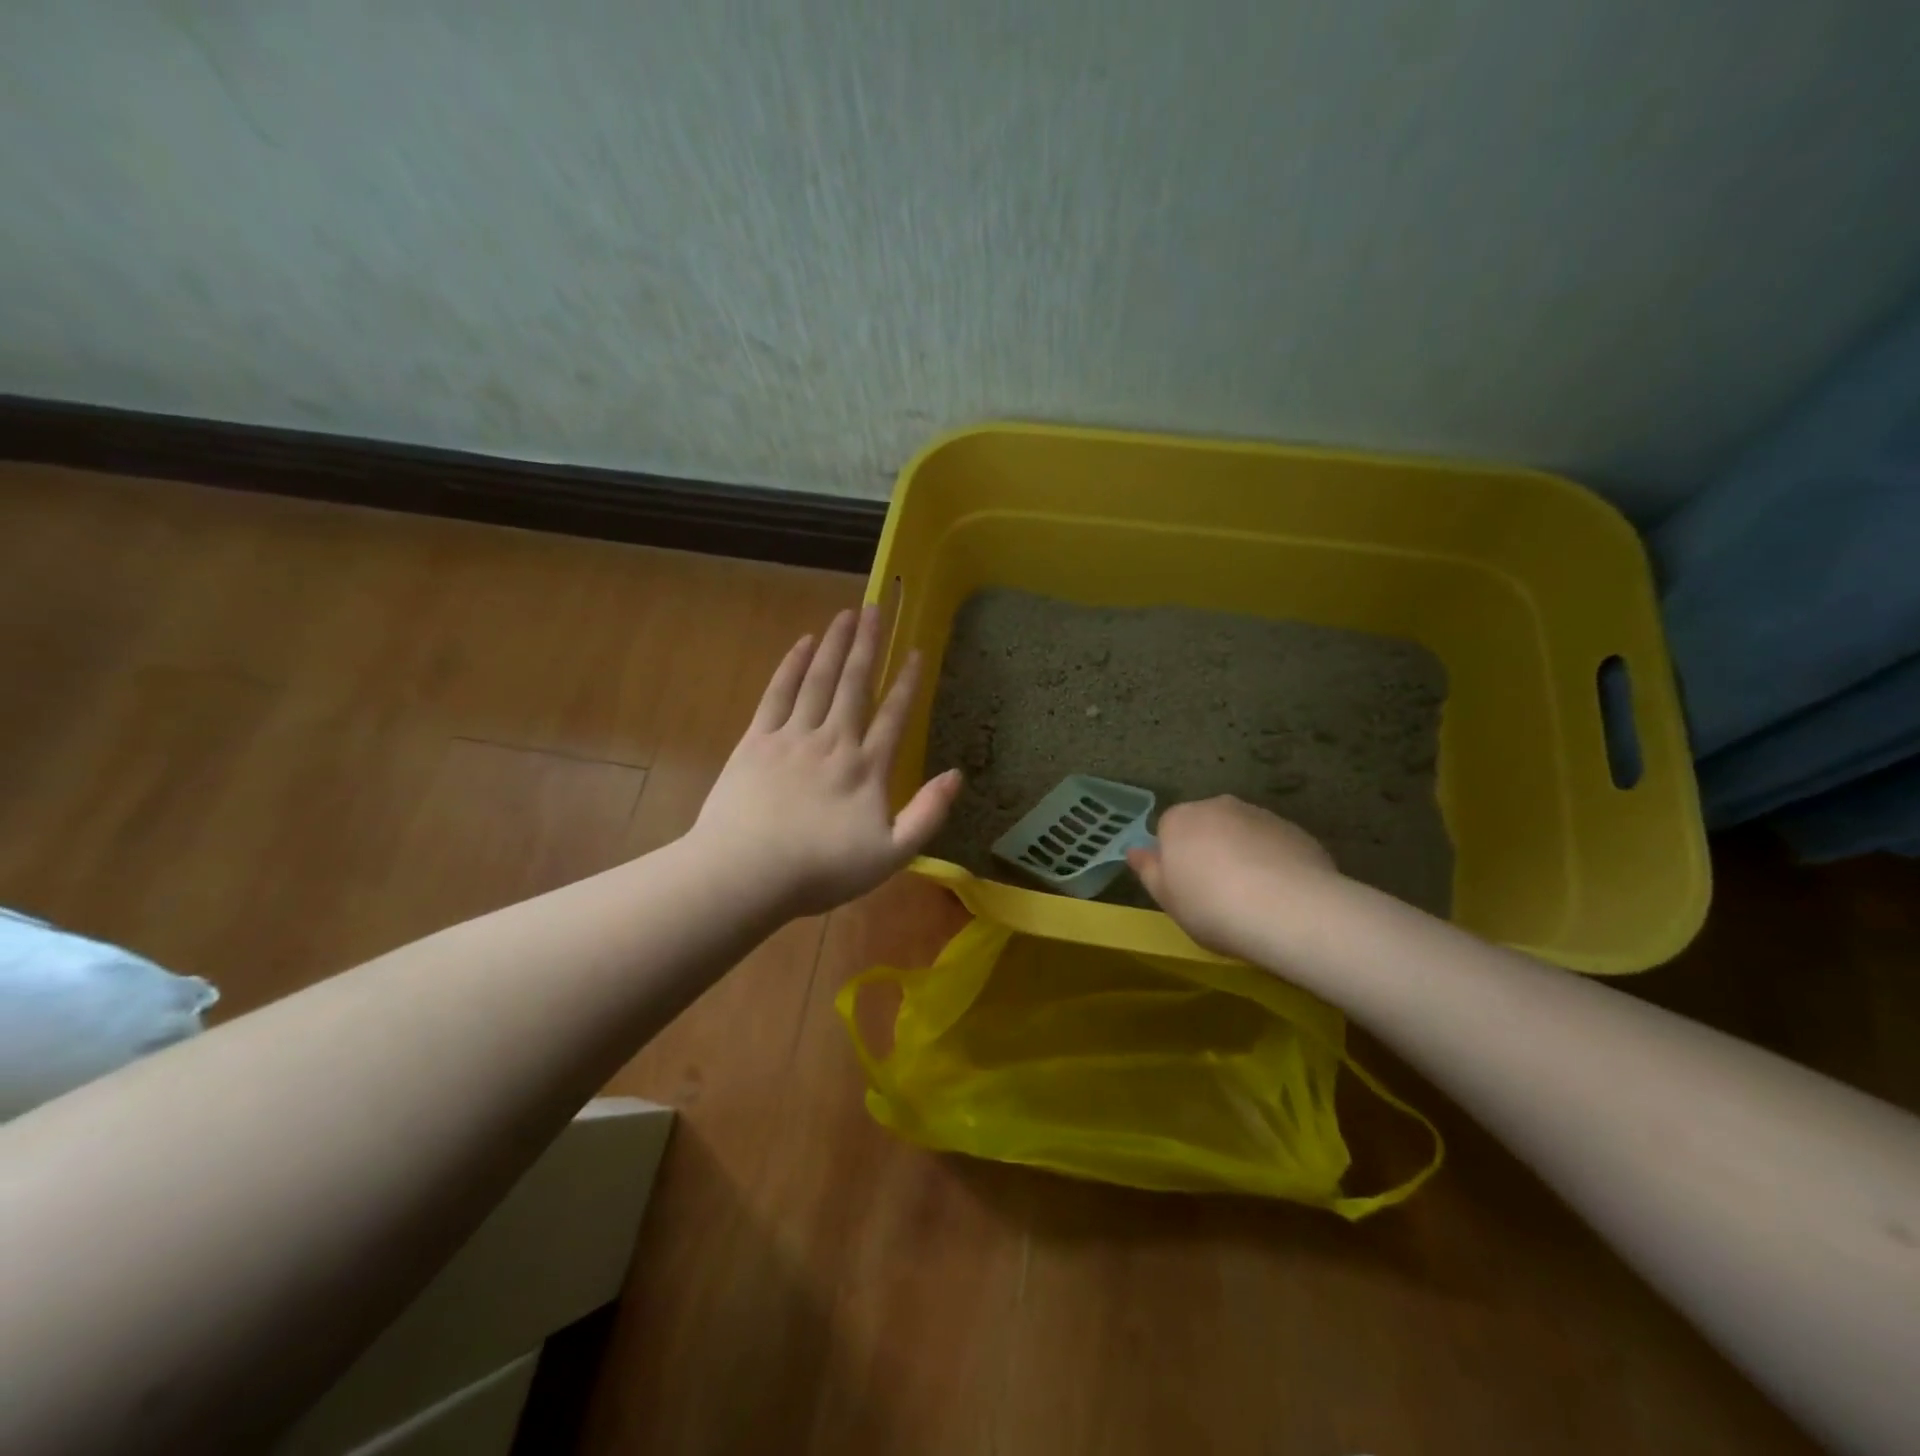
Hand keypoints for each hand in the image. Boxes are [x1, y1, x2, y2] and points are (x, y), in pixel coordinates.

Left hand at [691, 605, 961, 919]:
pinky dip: (791, 665)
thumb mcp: (891, 855)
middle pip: (854, 684)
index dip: (907, 682)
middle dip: (869, 644)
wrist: (746, 873)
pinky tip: (803, 644)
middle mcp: (833, 741)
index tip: (916, 651)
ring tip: (847, 614)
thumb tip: (957, 775)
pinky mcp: (756, 741)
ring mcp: (792, 737)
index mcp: (866, 768)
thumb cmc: (821, 870)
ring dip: (835, 644)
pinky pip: (778, 694)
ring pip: (818, 680)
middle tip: (877, 607)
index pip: (893, 716)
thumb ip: (927, 814)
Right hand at [1128, 797, 1338, 956]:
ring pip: (1241, 832)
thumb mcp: (1168, 899)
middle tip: (1217, 892)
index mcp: (1180, 819)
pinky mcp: (1295, 830)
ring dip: (1242, 854)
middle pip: (1206, 825)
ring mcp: (1260, 815)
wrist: (1289, 911)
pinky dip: (1272, 861)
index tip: (1185, 888)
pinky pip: (1273, 844)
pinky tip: (1280, 894)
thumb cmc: (1212, 907)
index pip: (1168, 829)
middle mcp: (1218, 806)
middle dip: (1209, 850)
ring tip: (1252, 896)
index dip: (1175, 859)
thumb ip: (1148, 871)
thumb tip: (1134, 850)